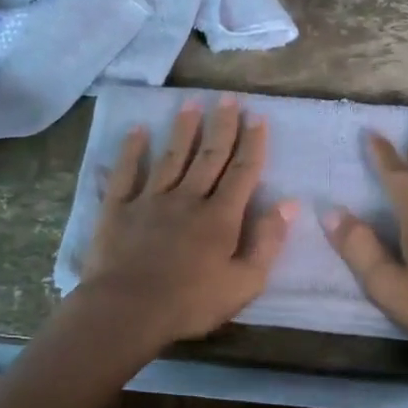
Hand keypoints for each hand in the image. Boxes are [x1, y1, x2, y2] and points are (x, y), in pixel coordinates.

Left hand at [77, 95, 296, 344]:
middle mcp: (187, 199)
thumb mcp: (244, 283)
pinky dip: (131, 151)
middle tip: (229, 98)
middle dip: (222, 126)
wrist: (128, 310)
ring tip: (191, 103)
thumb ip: (268, 242)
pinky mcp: (118, 209)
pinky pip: (126, 173)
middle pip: (209, 156)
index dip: (252, 144)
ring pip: (171, 157)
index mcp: (220, 217)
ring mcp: (150, 200)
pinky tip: (137, 131)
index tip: (258, 118)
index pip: (242, 173)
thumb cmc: (191, 303)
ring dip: (183, 129)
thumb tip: (289, 204)